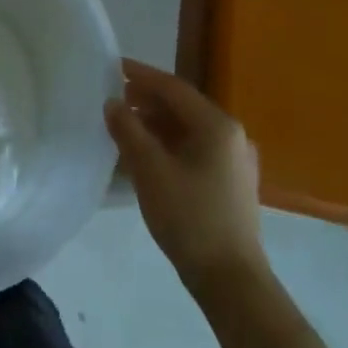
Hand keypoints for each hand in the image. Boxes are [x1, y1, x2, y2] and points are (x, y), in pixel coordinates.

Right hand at [105, 59, 265, 291]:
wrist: (231, 280)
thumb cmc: (189, 218)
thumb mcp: (150, 171)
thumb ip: (128, 131)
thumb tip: (112, 103)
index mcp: (217, 125)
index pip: (173, 88)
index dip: (141, 75)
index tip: (113, 67)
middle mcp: (231, 135)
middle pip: (183, 107)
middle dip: (147, 100)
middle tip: (114, 98)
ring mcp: (234, 161)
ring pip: (188, 130)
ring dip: (156, 124)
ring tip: (124, 126)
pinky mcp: (231, 183)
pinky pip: (195, 150)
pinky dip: (169, 145)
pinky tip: (146, 157)